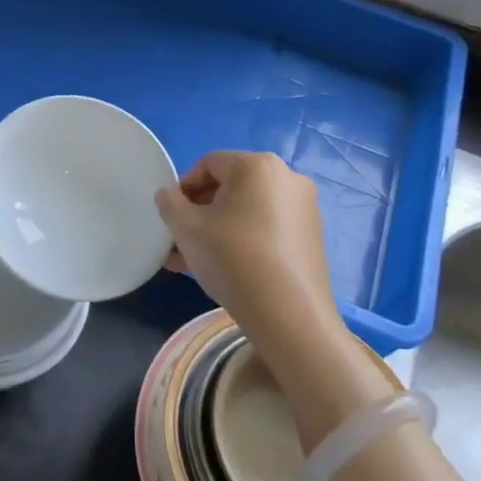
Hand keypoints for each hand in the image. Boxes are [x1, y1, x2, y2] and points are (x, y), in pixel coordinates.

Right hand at [157, 152, 393, 440]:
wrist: (289, 315)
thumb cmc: (233, 258)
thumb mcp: (187, 229)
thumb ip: (169, 204)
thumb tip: (169, 195)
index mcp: (257, 165)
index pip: (208, 164)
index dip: (183, 189)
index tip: (172, 218)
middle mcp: (287, 177)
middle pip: (230, 187)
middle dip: (200, 213)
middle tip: (180, 242)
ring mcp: (305, 207)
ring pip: (247, 210)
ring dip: (217, 230)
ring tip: (194, 262)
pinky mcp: (312, 236)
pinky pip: (267, 227)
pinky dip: (244, 239)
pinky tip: (225, 269)